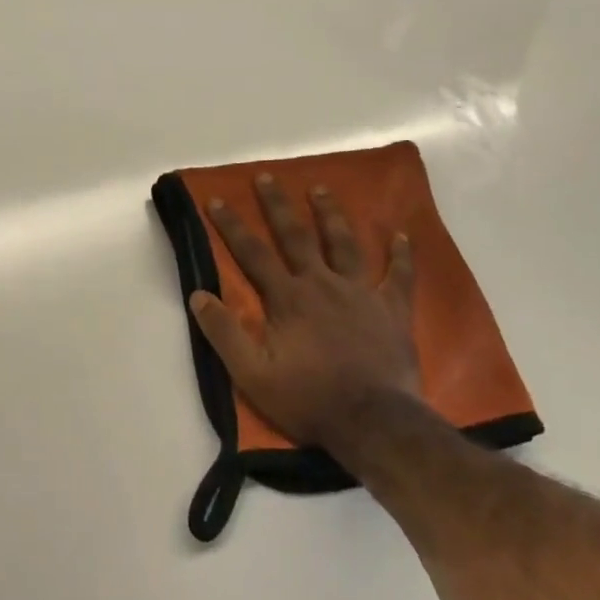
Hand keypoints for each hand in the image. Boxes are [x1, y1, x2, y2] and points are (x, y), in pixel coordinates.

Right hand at [191, 174, 419, 447]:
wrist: (374, 423)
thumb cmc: (309, 399)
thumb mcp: (252, 374)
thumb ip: (224, 333)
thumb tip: (197, 295)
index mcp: (288, 298)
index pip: (253, 254)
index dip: (232, 226)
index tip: (218, 199)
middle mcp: (322, 284)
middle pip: (296, 236)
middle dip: (278, 205)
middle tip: (267, 177)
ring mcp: (361, 294)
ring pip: (344, 244)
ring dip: (331, 215)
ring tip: (321, 189)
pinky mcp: (392, 311)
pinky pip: (399, 277)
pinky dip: (401, 256)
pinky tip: (402, 235)